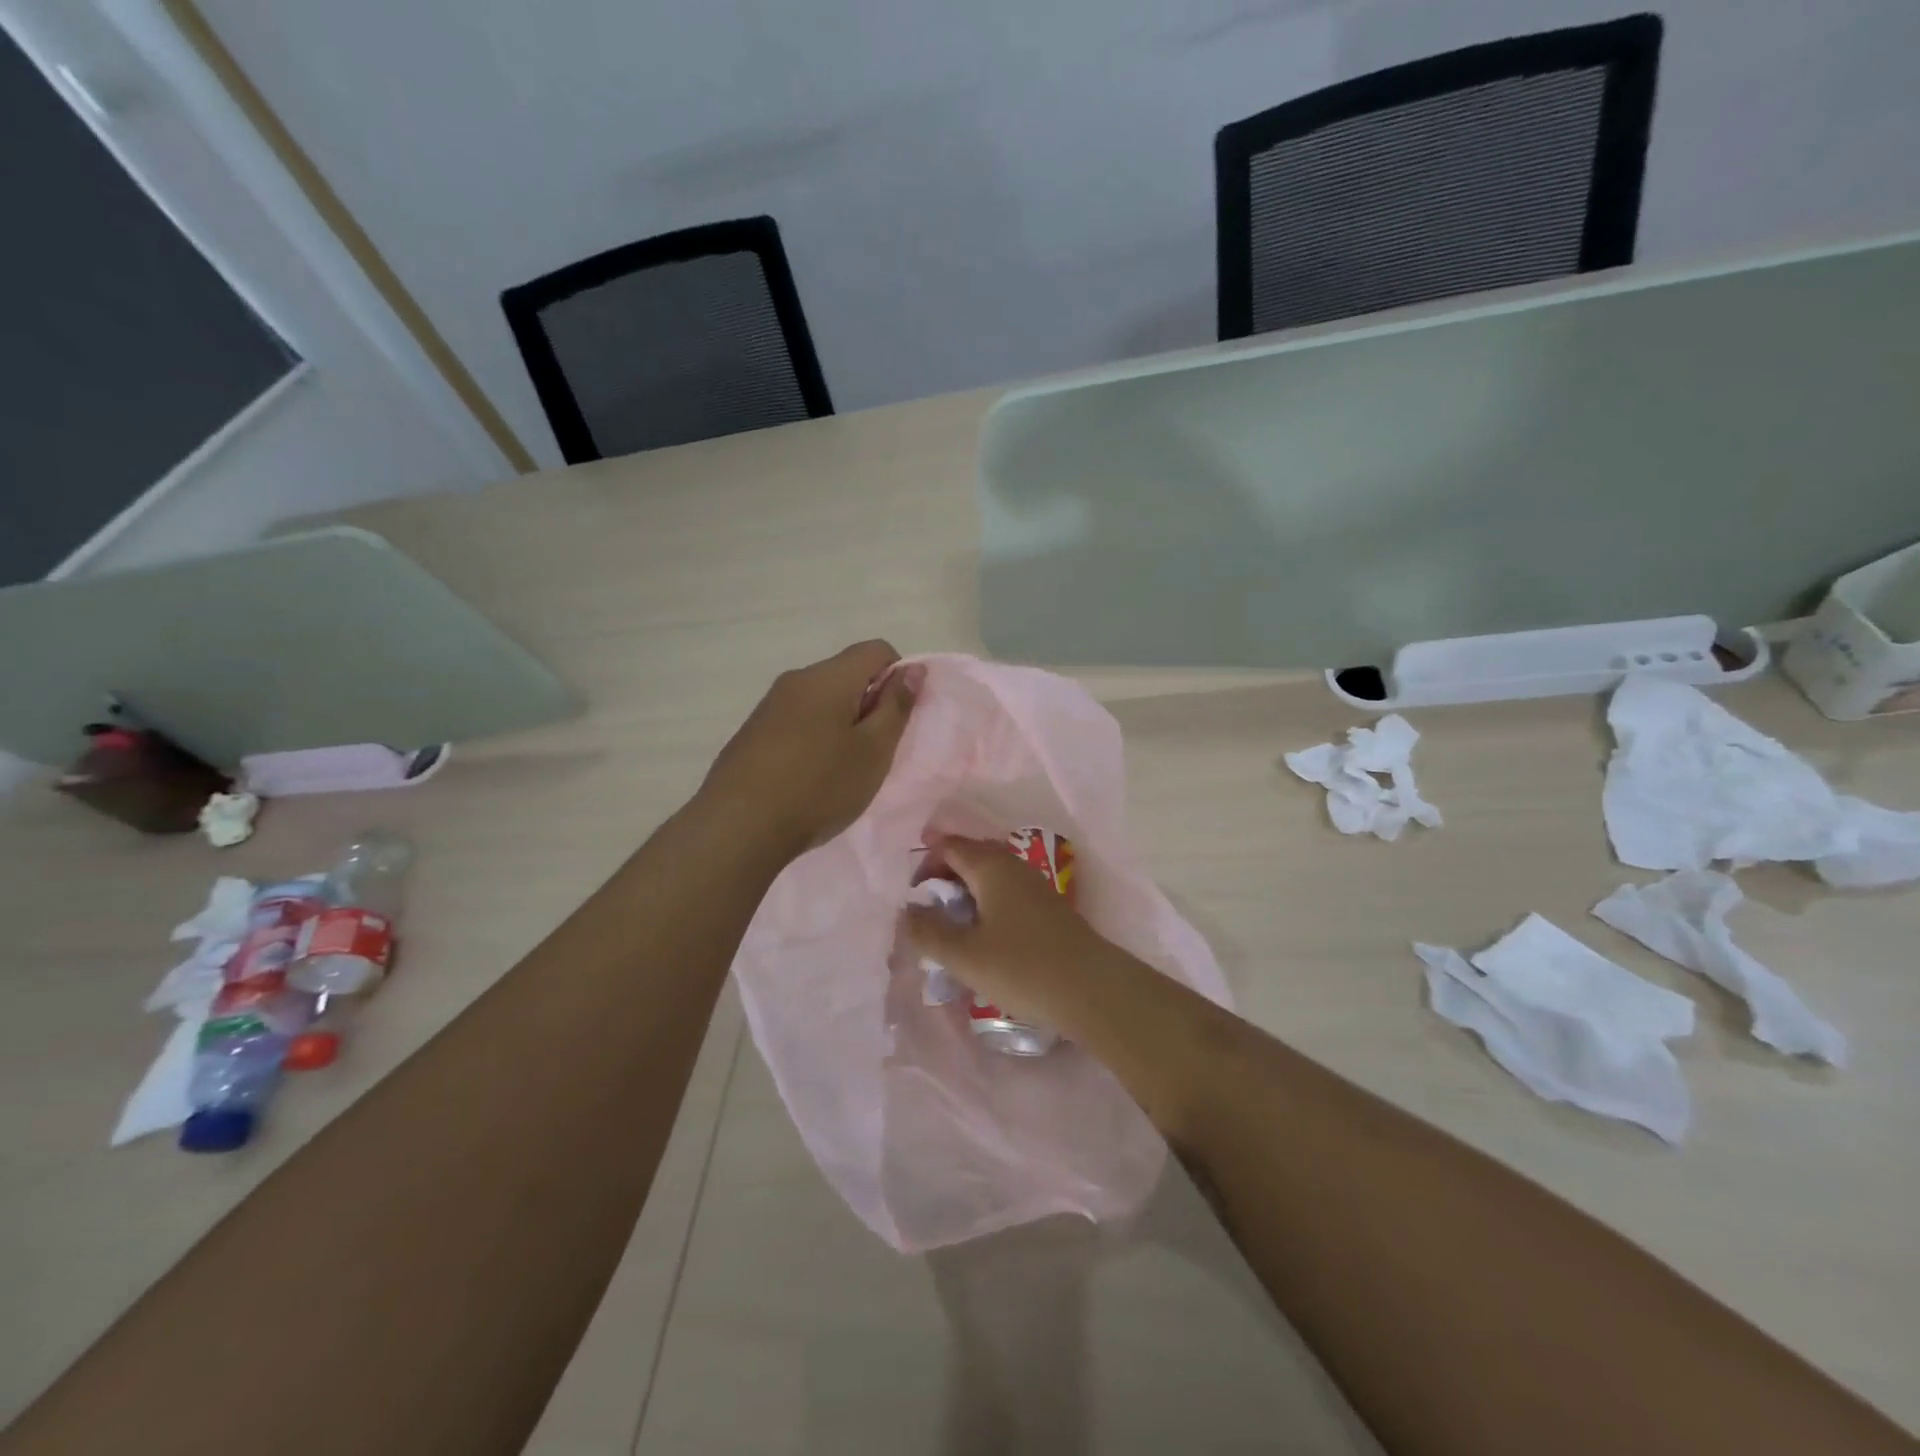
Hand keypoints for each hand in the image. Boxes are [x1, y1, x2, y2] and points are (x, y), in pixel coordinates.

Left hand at [699, 640, 922, 860]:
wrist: (739, 826)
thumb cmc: (819, 787)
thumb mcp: (873, 751)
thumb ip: (896, 706)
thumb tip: (913, 669)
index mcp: (829, 677)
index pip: (876, 650)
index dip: (898, 677)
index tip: (897, 720)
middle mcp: (797, 679)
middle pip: (846, 674)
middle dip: (869, 704)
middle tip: (873, 752)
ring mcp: (769, 705)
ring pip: (821, 700)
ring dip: (841, 724)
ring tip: (841, 769)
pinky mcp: (752, 732)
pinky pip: (796, 721)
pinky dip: (814, 738)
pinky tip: (809, 777)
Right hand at [903, 834, 1110, 1025]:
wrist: (1093, 990)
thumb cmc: (1022, 968)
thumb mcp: (964, 955)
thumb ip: (929, 932)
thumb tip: (907, 912)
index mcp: (991, 866)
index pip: (950, 846)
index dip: (925, 864)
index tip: (913, 897)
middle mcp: (1014, 866)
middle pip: (971, 857)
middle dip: (945, 878)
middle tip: (928, 912)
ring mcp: (1035, 887)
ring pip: (991, 878)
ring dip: (967, 895)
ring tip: (952, 929)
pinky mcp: (1048, 910)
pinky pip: (1007, 895)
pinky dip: (987, 907)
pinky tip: (985, 940)